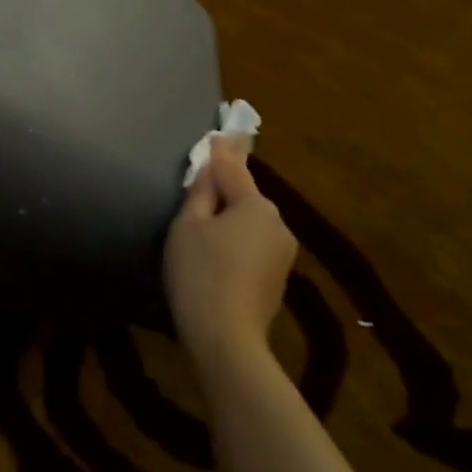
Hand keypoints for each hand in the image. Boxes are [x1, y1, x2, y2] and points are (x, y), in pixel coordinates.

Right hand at [164, 137, 297, 363]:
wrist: (227, 340)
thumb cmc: (200, 274)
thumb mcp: (188, 225)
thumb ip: (200, 191)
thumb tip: (210, 167)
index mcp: (255, 204)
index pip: (233, 168)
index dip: (221, 150)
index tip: (219, 131)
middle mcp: (277, 222)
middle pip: (245, 195)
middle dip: (224, 189)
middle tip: (200, 185)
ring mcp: (282, 252)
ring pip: (250, 221)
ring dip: (231, 216)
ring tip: (205, 224)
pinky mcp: (278, 277)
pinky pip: (254, 244)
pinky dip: (237, 240)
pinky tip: (218, 253)